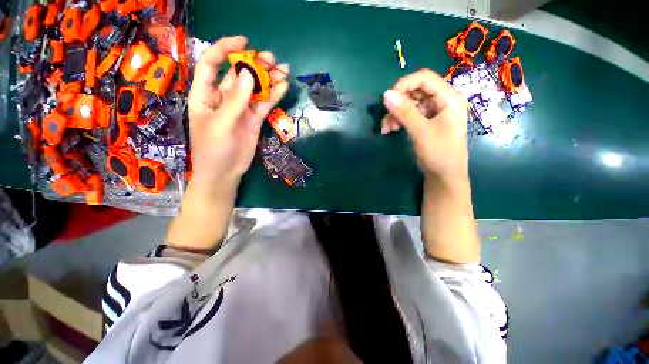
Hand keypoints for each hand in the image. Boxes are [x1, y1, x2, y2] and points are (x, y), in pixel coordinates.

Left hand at [188, 36, 288, 187]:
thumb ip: (234, 101)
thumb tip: (249, 75)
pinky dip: (273, 96)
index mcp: (205, 94)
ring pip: (254, 90)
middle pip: (238, 76)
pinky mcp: (253, 120)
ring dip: (268, 79)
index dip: (225, 50)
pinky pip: (263, 105)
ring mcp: (241, 110)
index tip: (244, 43)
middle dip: (253, 64)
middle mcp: (223, 98)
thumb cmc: (213, 149)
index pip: (211, 64)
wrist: (224, 173)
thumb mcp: (220, 124)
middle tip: (272, 58)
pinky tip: (283, 88)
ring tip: (283, 70)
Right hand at [383, 70, 478, 263]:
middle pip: (415, 90)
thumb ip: (404, 112)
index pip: (423, 78)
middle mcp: (442, 100)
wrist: (445, 176)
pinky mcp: (426, 121)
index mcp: (448, 97)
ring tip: (386, 128)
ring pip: (409, 103)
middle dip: (397, 103)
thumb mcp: (421, 132)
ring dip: (395, 113)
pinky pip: (409, 114)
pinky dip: (398, 120)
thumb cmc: (439, 154)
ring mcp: (434, 111)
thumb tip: (385, 94)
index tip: (387, 99)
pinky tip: (391, 129)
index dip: (403, 85)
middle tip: (386, 118)